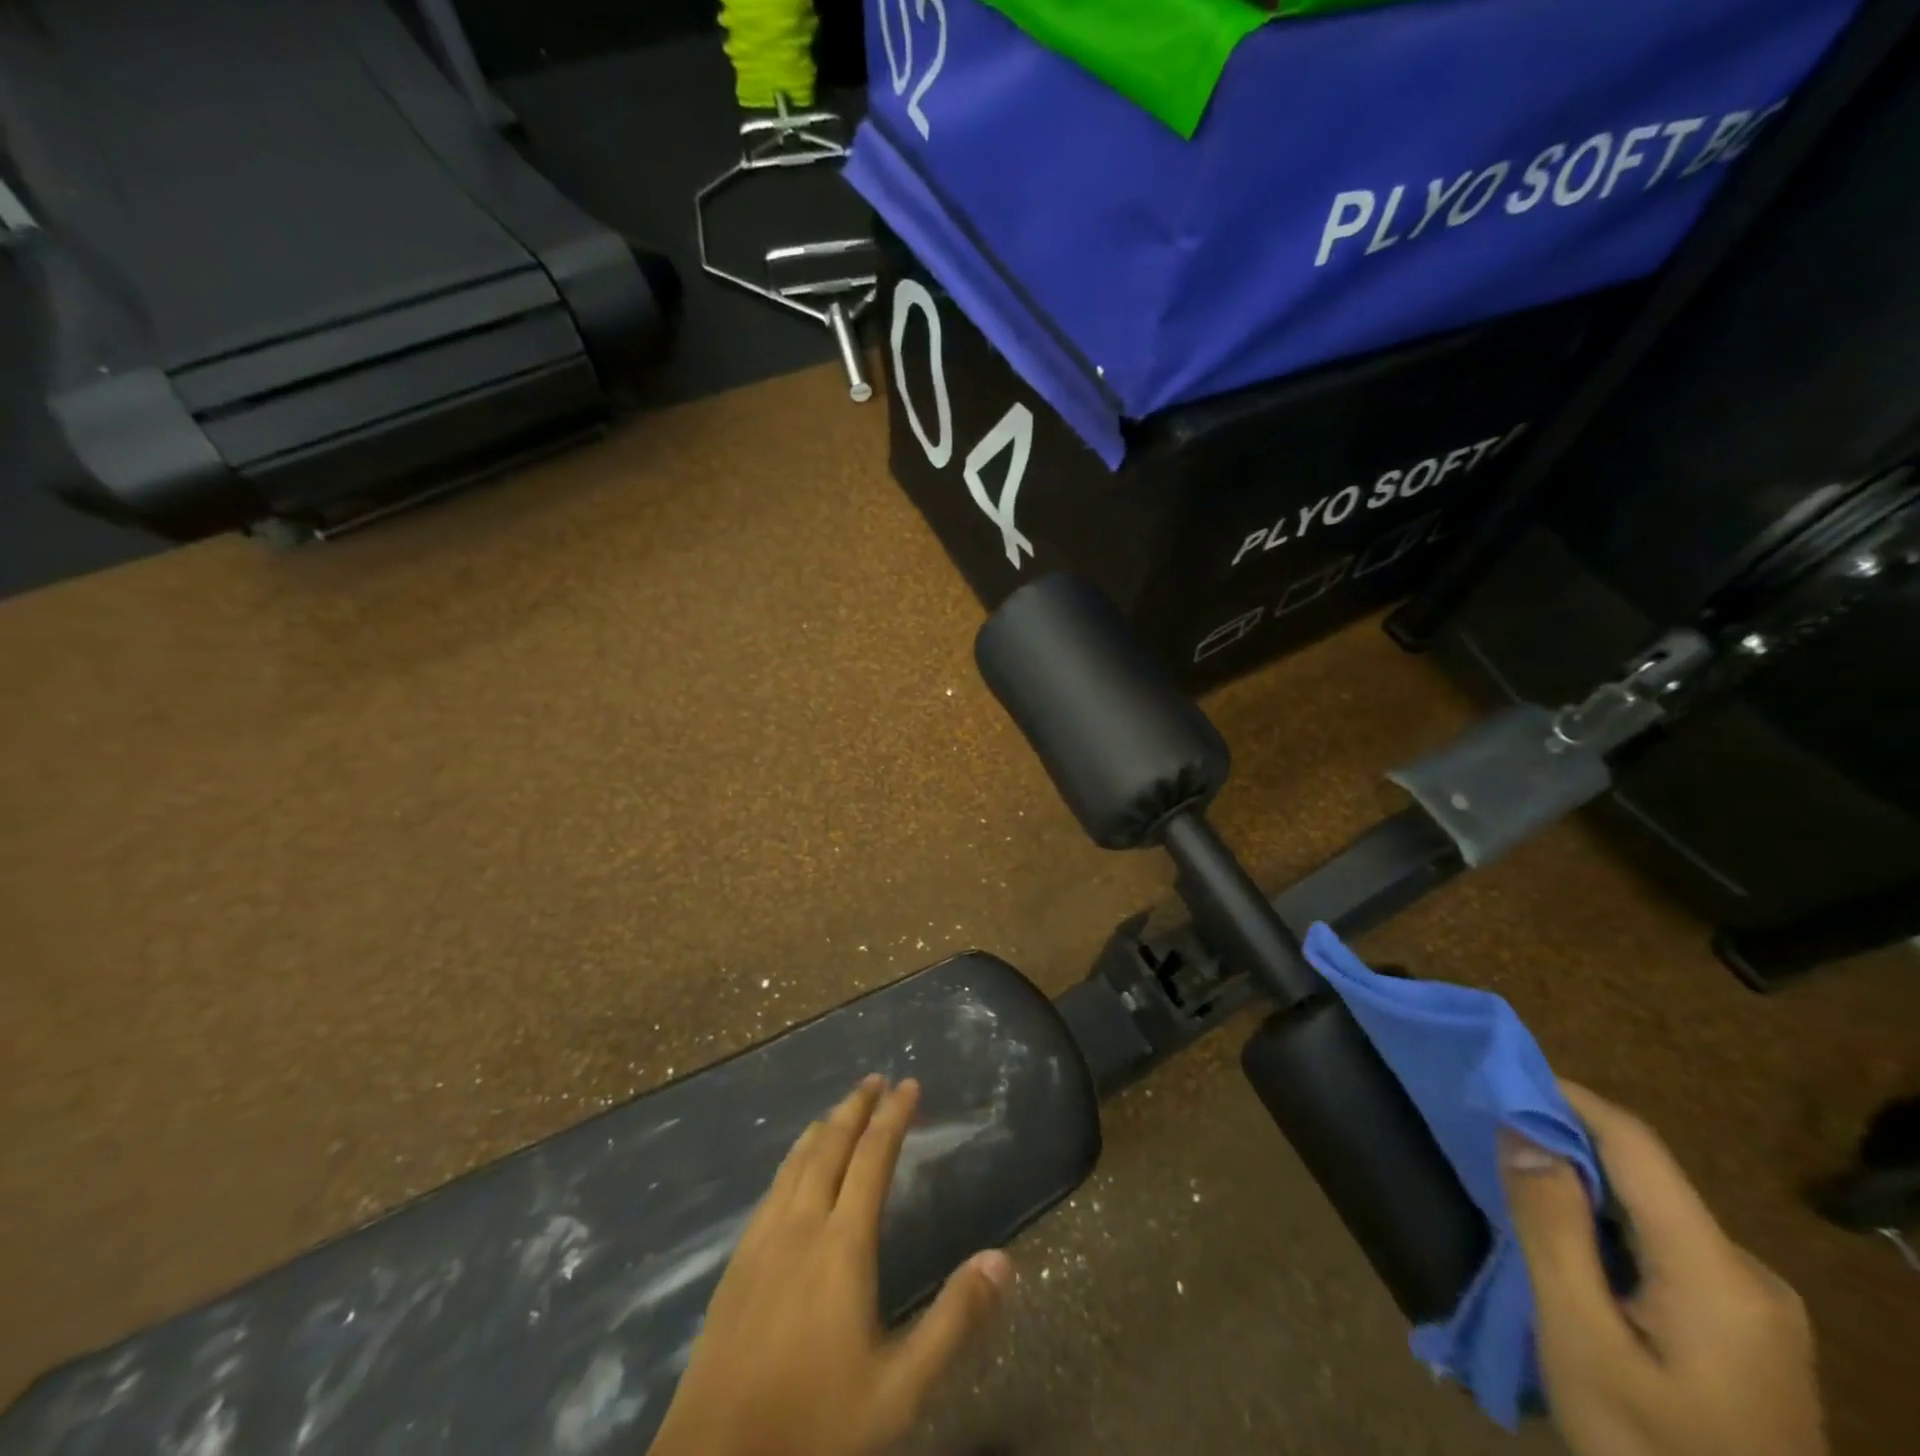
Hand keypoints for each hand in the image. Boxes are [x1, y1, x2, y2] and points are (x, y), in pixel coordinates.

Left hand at [648, 1076, 1013, 1455]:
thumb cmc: (815, 1426)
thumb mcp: (899, 1389)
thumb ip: (953, 1321)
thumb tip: (1003, 1259)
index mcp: (842, 1245)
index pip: (873, 1158)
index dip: (893, 1116)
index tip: (909, 1084)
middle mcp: (801, 1226)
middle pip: (831, 1147)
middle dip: (856, 1108)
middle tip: (875, 1079)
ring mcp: (762, 1242)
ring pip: (796, 1163)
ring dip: (823, 1128)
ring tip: (839, 1109)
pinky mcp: (736, 1265)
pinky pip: (771, 1189)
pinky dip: (792, 1160)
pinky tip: (792, 1170)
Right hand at [1501, 1083, 1825, 1455]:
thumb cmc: (1650, 1447)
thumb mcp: (1581, 1340)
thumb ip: (1552, 1229)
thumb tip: (1522, 1129)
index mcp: (1717, 1270)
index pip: (1636, 1144)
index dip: (1568, 1097)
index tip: (1501, 1074)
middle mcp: (1751, 1273)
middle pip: (1647, 1178)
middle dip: (1567, 1145)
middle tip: (1494, 1139)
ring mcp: (1758, 1307)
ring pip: (1654, 1213)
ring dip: (1585, 1189)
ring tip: (1520, 1191)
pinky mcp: (1749, 1333)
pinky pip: (1668, 1249)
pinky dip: (1610, 1228)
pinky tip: (1574, 1254)